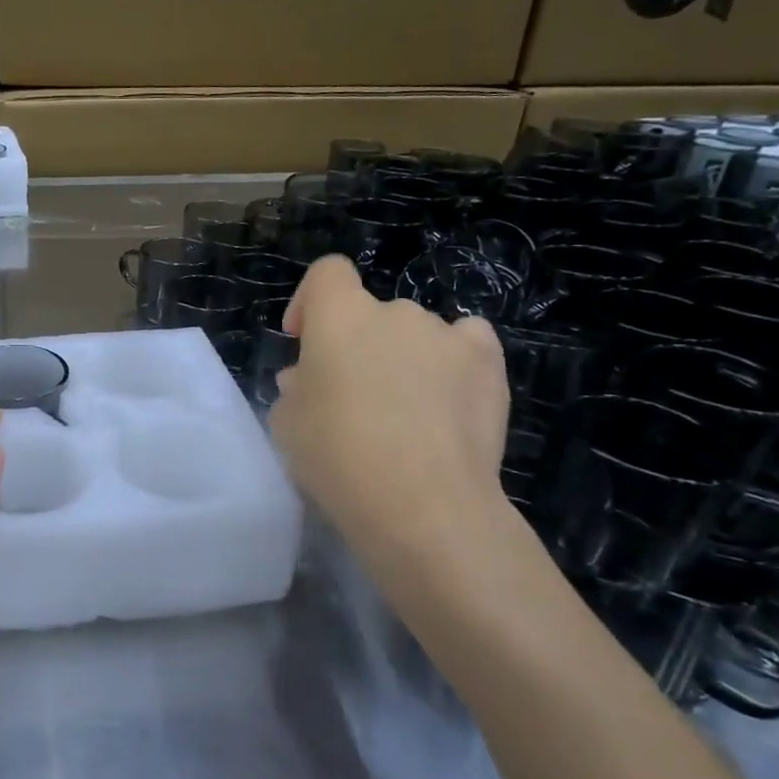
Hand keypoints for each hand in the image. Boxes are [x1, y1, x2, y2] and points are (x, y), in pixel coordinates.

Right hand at [271, 256, 514, 578]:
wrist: (423, 504)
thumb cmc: (338, 457)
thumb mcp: (288, 424)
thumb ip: (295, 389)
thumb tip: (308, 380)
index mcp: (340, 317)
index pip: (326, 273)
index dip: (311, 302)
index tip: (303, 342)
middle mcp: (395, 312)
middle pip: (371, 313)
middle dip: (358, 345)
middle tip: (351, 396)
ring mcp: (447, 335)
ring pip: (416, 333)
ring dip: (403, 357)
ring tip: (405, 410)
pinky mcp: (489, 364)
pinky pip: (466, 343)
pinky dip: (453, 360)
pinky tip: (448, 396)